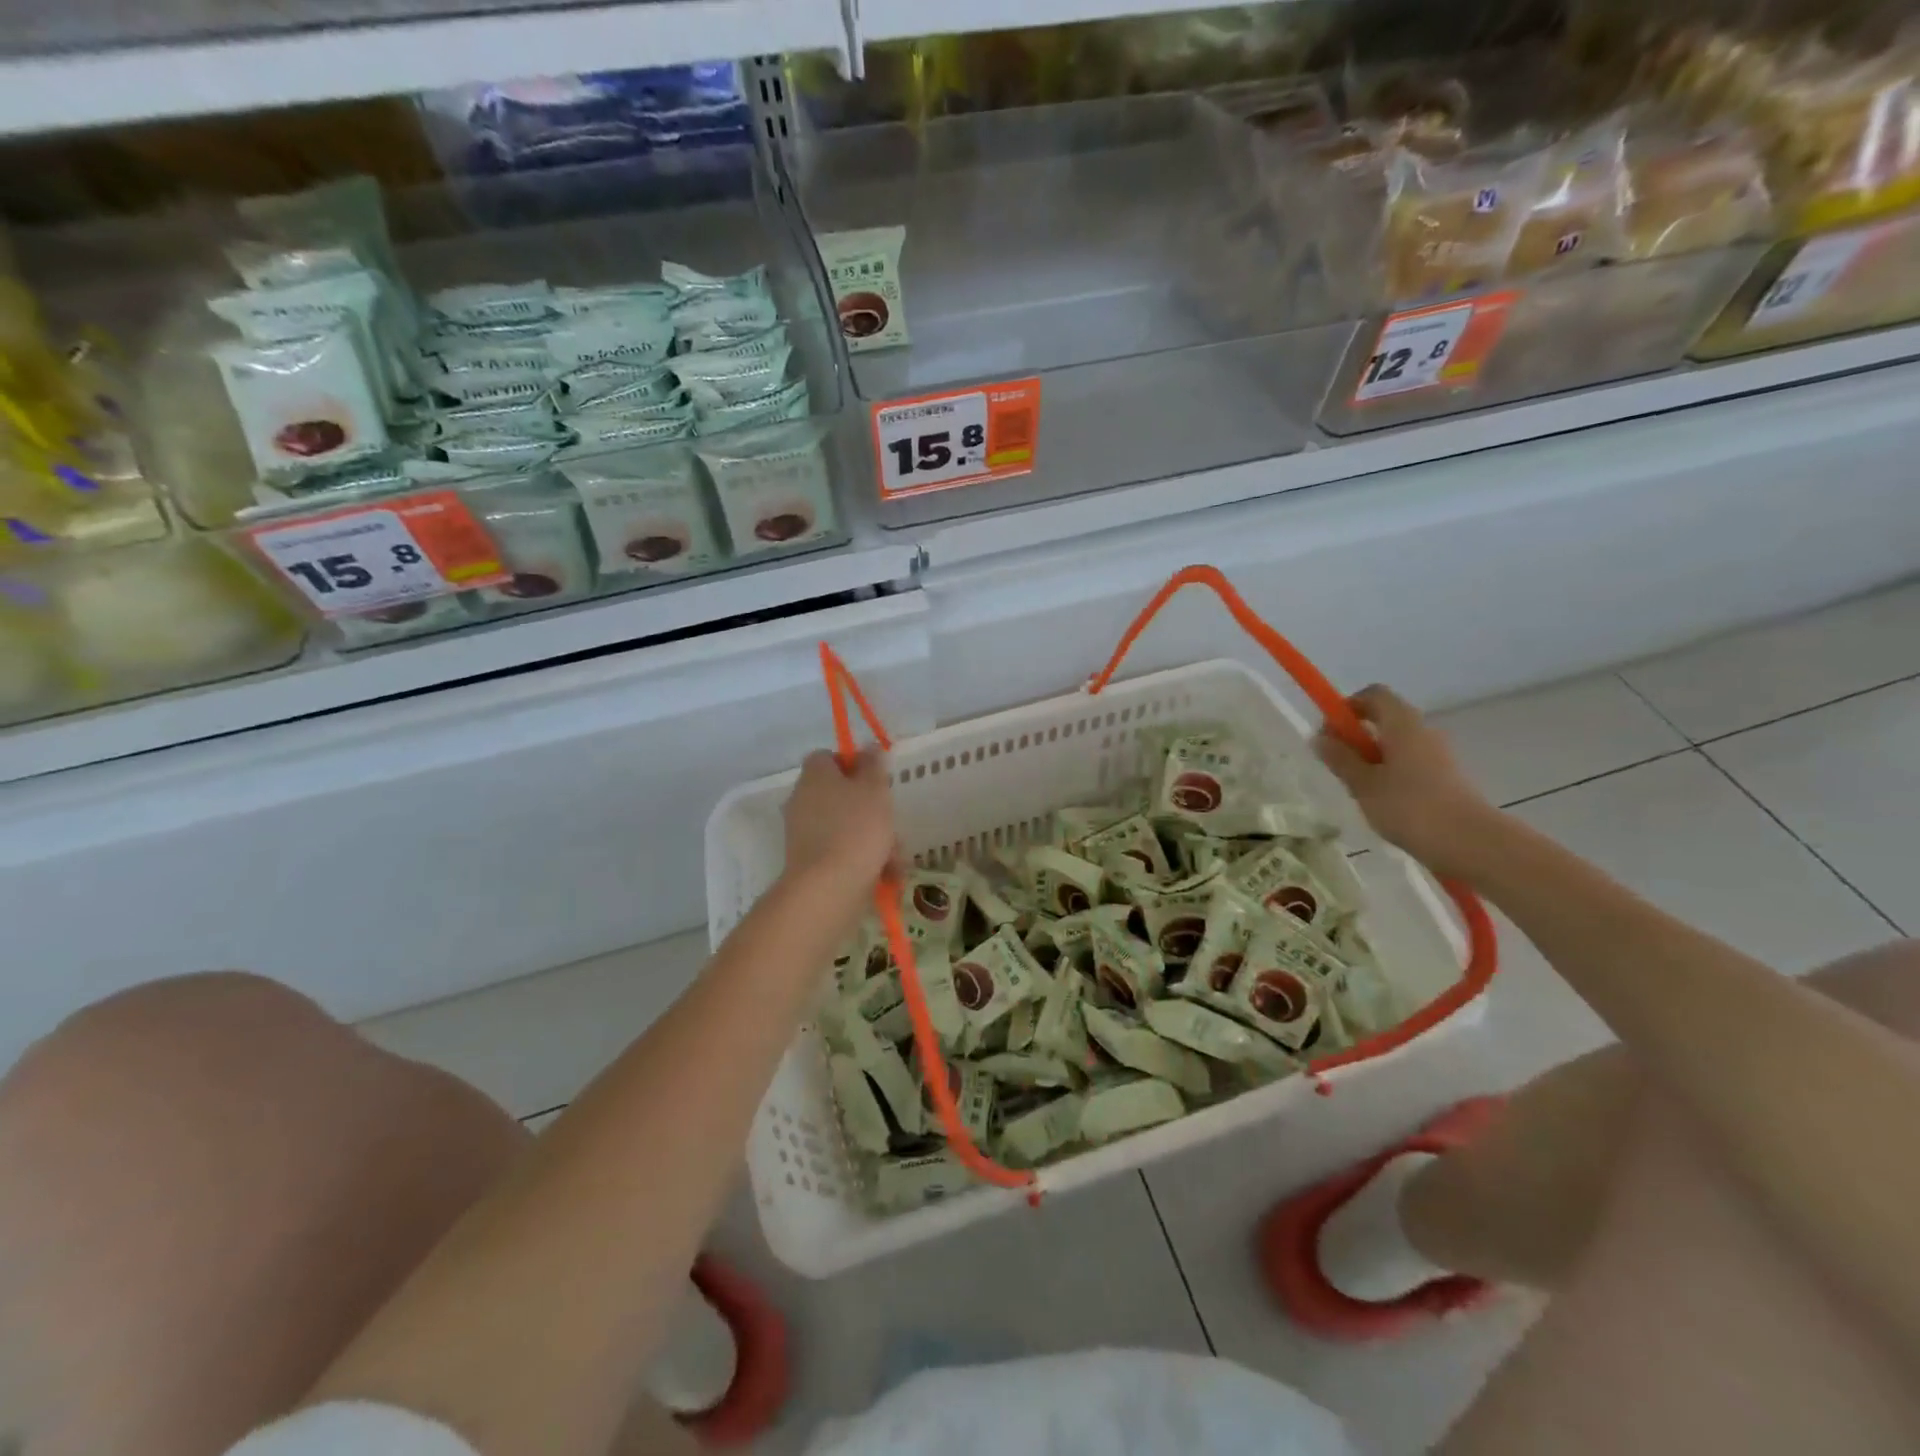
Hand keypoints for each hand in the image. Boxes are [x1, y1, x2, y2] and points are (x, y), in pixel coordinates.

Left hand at [782, 748, 898, 894]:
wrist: (828, 888)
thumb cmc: (856, 829)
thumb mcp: (874, 790)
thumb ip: (873, 765)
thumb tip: (868, 747)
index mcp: (815, 776)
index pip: (828, 757)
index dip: (853, 765)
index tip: (876, 780)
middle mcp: (803, 801)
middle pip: (842, 796)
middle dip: (873, 811)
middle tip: (892, 825)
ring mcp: (804, 834)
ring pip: (847, 828)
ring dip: (875, 840)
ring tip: (895, 859)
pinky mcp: (810, 863)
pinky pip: (842, 853)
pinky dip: (863, 862)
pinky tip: (886, 876)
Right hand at [1315, 685, 1498, 879]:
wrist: (1470, 843)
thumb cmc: (1410, 807)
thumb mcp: (1363, 784)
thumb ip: (1340, 759)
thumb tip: (1319, 737)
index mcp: (1402, 724)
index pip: (1374, 695)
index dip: (1348, 706)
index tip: (1330, 732)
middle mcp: (1423, 731)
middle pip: (1385, 718)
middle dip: (1356, 735)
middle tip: (1338, 764)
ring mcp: (1437, 755)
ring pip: (1396, 744)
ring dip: (1372, 758)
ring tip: (1358, 790)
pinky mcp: (1445, 777)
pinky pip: (1409, 763)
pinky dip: (1390, 773)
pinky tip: (1382, 803)